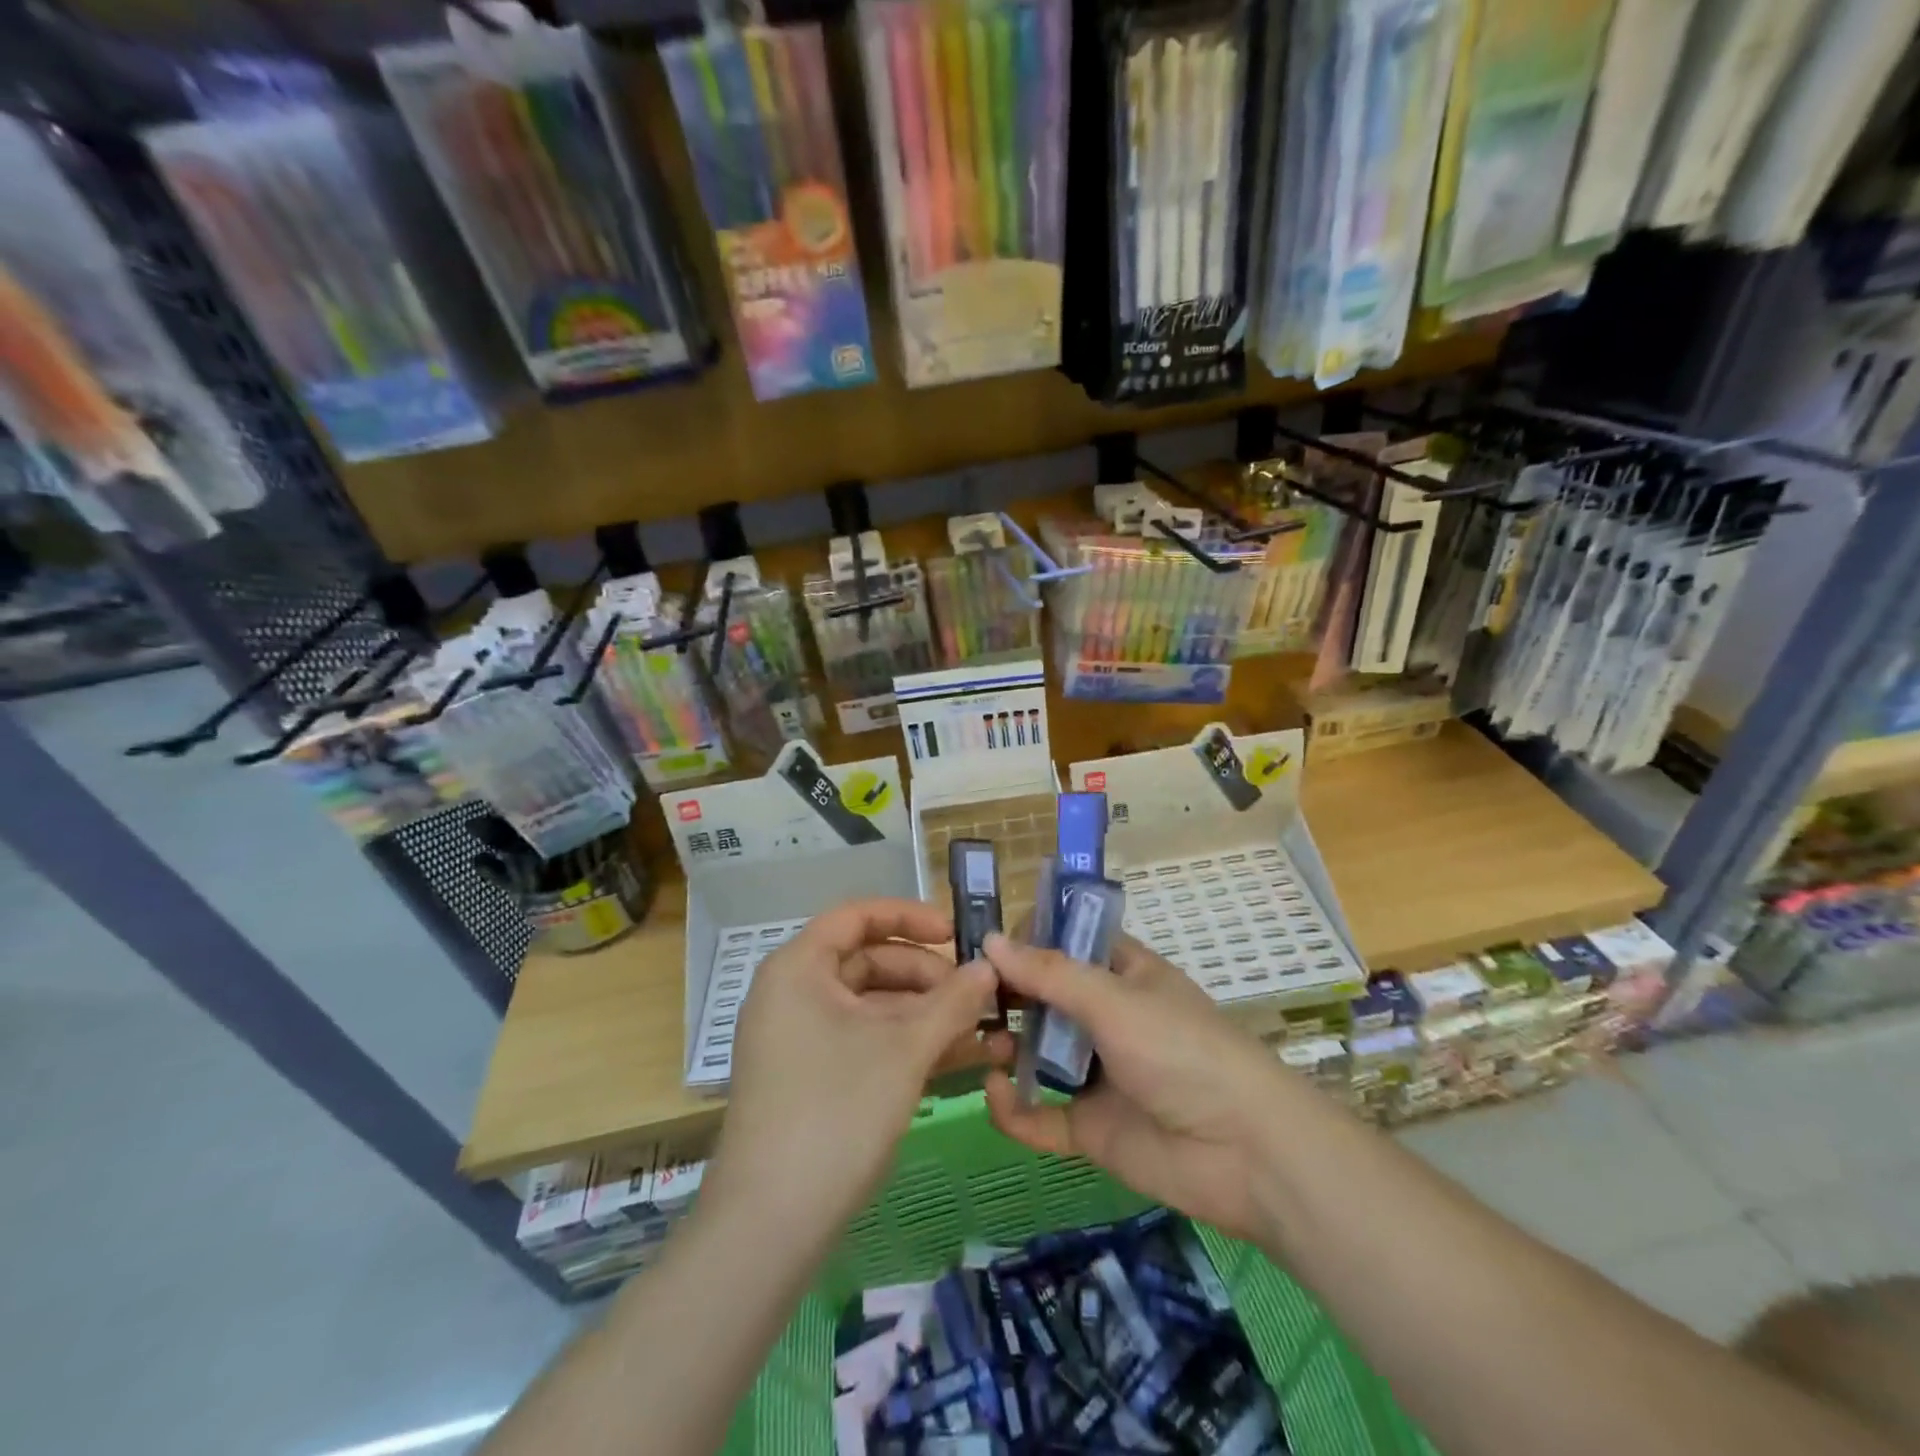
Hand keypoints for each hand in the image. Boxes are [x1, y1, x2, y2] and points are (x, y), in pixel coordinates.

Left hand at [707, 898, 993, 1247]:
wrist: (771, 1224)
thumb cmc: (836, 1111)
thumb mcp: (904, 1049)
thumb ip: (952, 1001)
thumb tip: (990, 967)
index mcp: (799, 968)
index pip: (856, 917)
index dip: (909, 917)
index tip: (955, 934)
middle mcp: (794, 994)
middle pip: (869, 962)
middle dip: (927, 977)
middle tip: (977, 996)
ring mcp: (800, 1040)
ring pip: (872, 1009)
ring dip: (926, 1017)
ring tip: (984, 1032)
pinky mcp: (812, 1080)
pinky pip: (865, 1044)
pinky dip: (907, 1046)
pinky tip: (958, 1059)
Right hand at [982, 931, 1291, 1242]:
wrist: (1247, 1154)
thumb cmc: (1183, 1052)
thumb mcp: (1115, 1000)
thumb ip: (1050, 974)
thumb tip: (990, 940)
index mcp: (1123, 974)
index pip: (1067, 943)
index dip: (1028, 940)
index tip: (983, 945)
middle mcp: (1107, 1018)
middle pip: (1046, 998)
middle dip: (1007, 995)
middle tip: (964, 996)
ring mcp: (1099, 1074)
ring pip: (1038, 1054)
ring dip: (1006, 1046)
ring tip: (979, 1042)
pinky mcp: (1092, 1128)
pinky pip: (1042, 1115)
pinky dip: (1015, 1109)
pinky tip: (995, 1094)